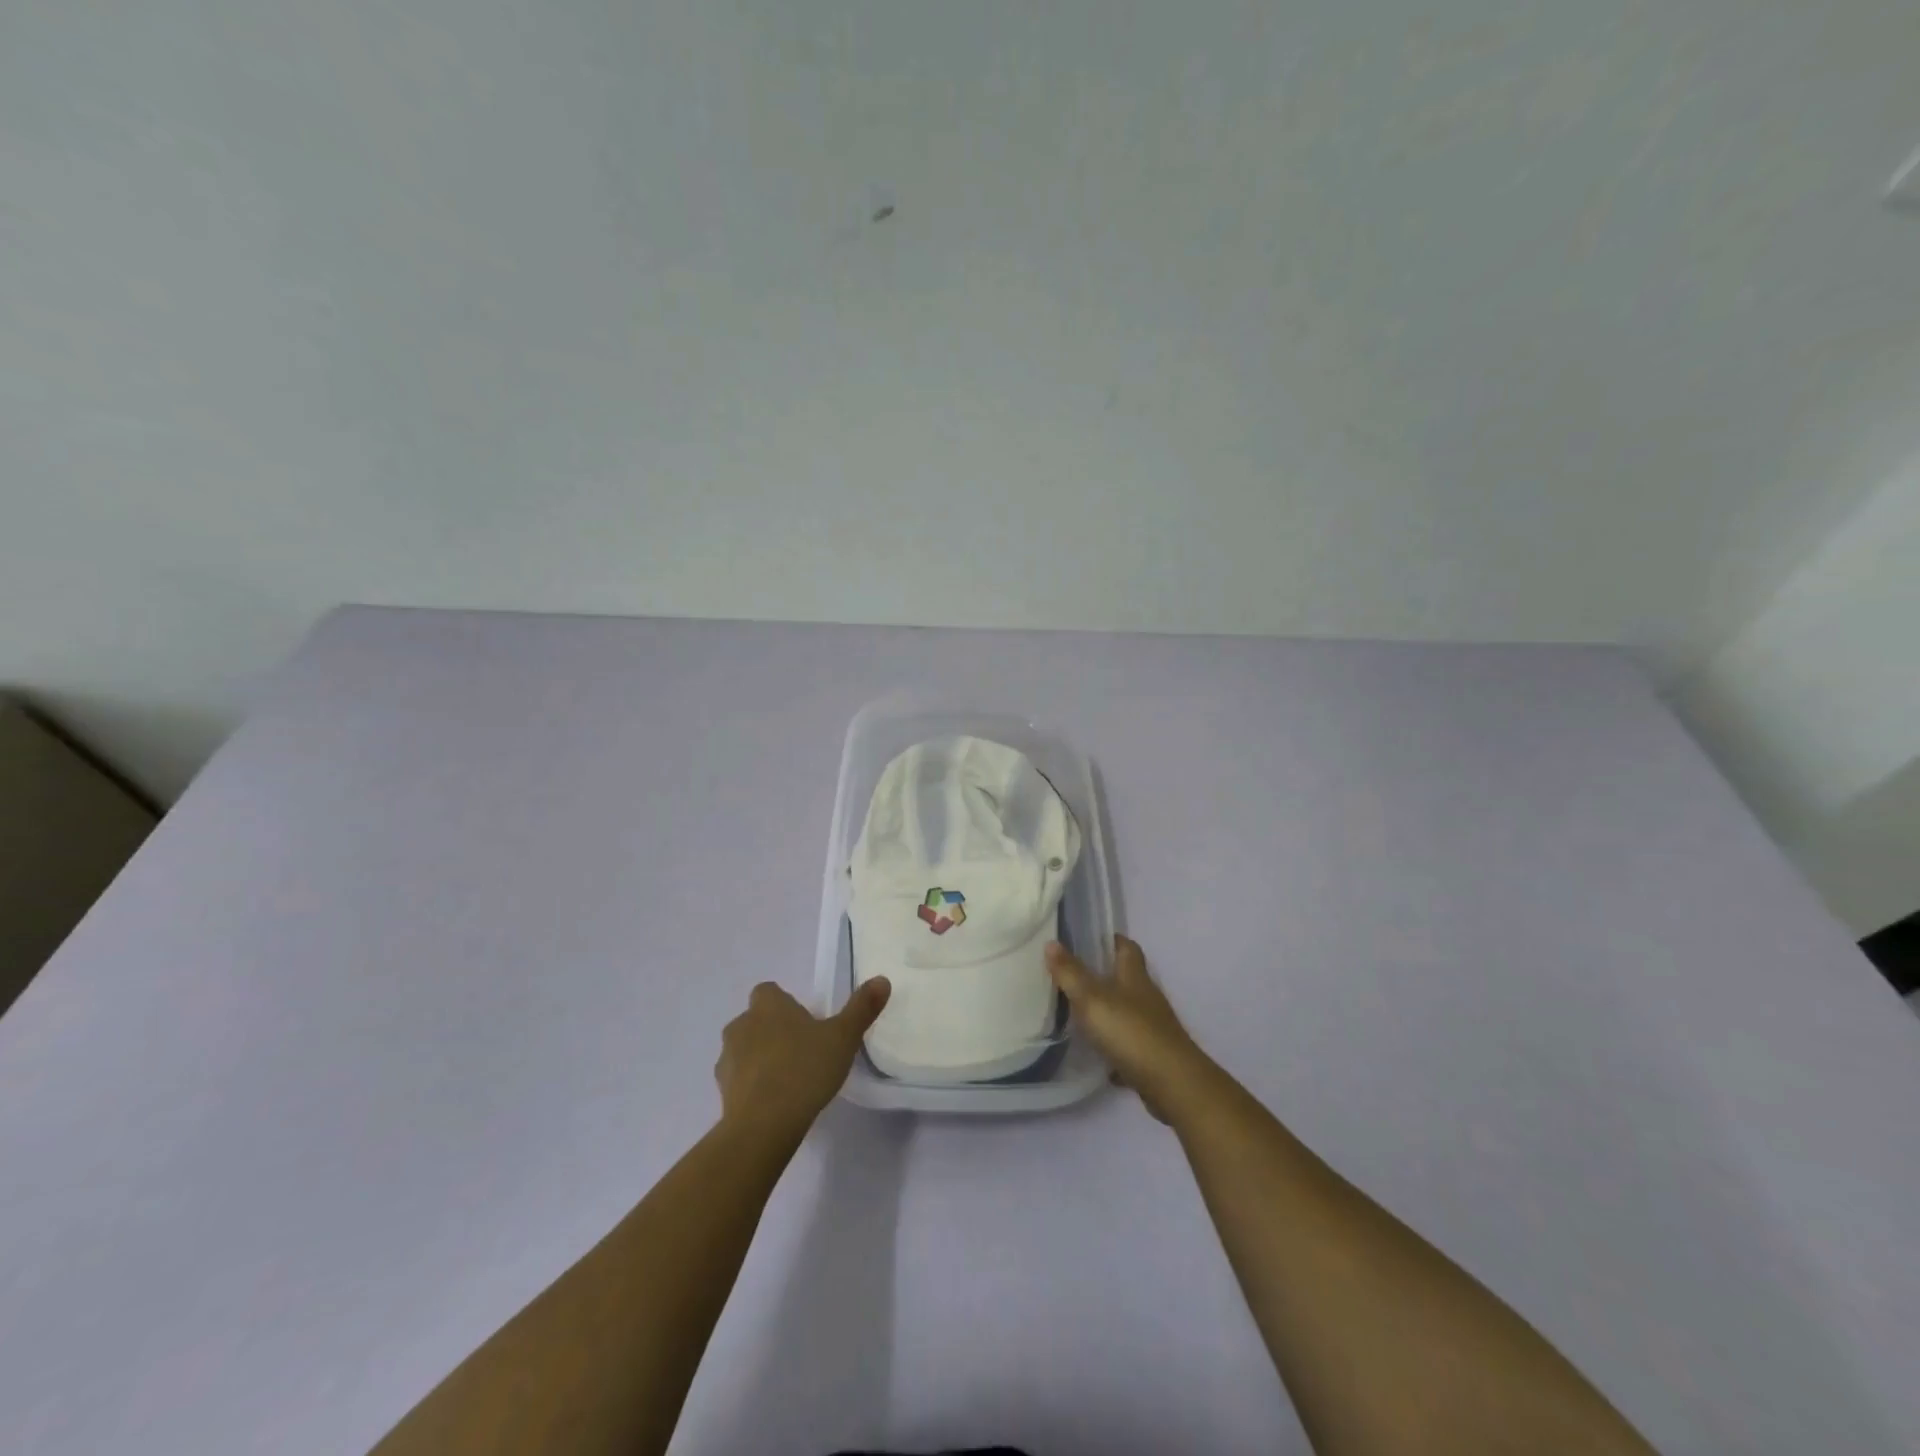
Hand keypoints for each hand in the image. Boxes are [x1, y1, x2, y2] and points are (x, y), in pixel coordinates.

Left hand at [714, 978, 890, 1144]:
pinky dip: (752, 1086)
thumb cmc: (804, 1070)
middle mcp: (741, 1024)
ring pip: (744, 1049)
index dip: (785, 1004)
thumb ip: (861, 1008)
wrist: (763, 1125)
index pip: (769, 992)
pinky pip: (739, 1080)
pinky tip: (774, 1102)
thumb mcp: (843, 1037)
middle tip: (802, 1051)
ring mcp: (727, 1059)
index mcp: (767, 1005)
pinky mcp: (721, 1091)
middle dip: (773, 1031)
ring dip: (760, 1058)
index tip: (805, 1023)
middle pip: (756, 1020)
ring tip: (789, 1080)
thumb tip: (882, 980)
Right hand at [1046, 936, 1212, 1124]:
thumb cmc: (1130, 1031)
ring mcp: (1152, 1027)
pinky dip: (1114, 1046)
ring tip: (1078, 1012)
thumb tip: (1051, 942)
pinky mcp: (1152, 1055)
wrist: (1171, 1083)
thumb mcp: (1092, 998)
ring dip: (1108, 1010)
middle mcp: (1146, 998)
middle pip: (1127, 978)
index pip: (1127, 947)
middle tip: (1073, 974)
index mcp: (1135, 977)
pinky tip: (1096, 1054)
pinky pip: (1129, 1044)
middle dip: (1104, 975)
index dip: (1112, 940)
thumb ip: (1070, 973)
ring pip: (1127, 1011)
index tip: (1090, 939)